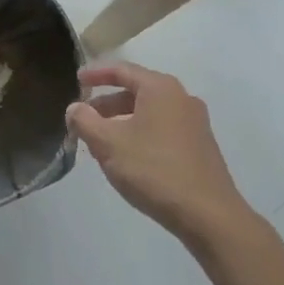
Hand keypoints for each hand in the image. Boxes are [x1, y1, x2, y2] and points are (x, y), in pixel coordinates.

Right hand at [67, 63, 250, 246]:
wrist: (208, 215)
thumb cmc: (154, 170)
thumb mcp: (109, 145)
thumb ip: (86, 121)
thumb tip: (74, 108)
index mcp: (160, 88)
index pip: (122, 70)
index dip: (96, 74)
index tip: (77, 80)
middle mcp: (181, 97)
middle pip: (137, 91)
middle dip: (108, 103)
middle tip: (85, 118)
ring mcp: (195, 122)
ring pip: (150, 112)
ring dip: (123, 121)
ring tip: (102, 140)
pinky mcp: (200, 146)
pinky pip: (163, 128)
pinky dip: (141, 133)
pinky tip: (129, 157)